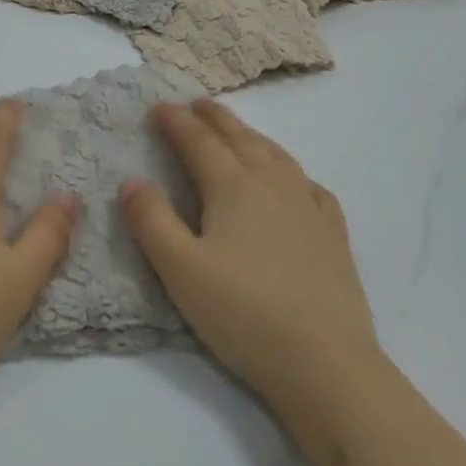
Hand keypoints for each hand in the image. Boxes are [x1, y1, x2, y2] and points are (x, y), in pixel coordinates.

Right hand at [122, 99, 376, 403]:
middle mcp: (272, 184)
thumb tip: (132, 182)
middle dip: (214, 118)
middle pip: (240, 138)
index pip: (198, 142)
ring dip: (251, 135)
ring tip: (238, 130)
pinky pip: (310, 185)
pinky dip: (292, 171)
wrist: (325, 362)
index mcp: (233, 187)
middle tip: (196, 104)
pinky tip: (293, 180)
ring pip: (276, 155)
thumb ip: (152, 221)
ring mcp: (309, 206)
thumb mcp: (180, 270)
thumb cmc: (243, 314)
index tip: (158, 107)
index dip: (176, 122)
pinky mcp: (333, 234)